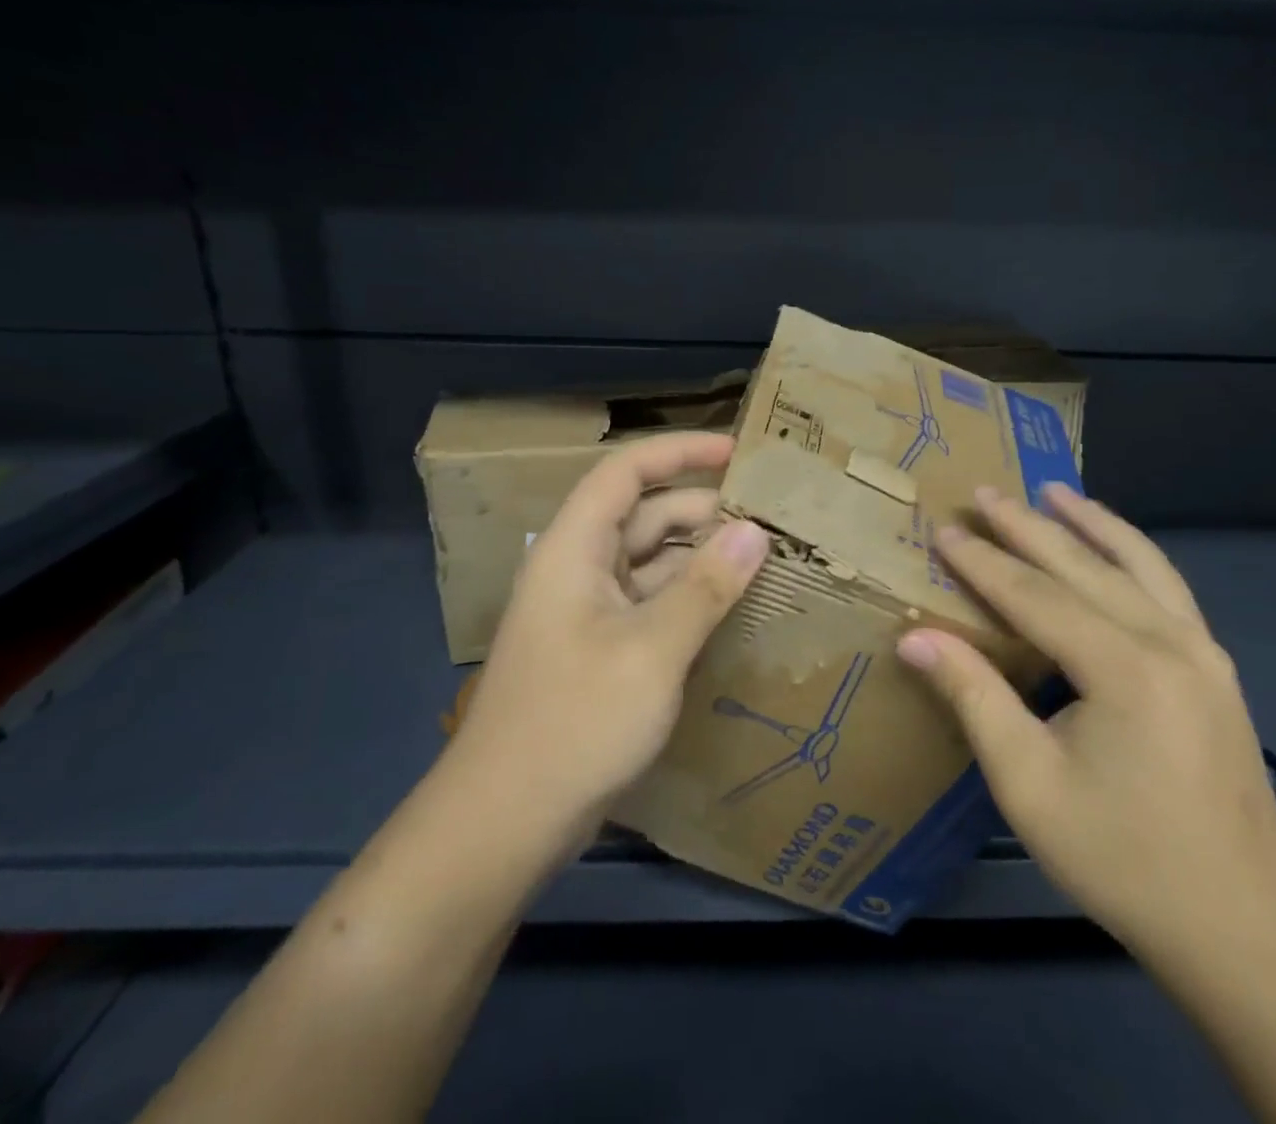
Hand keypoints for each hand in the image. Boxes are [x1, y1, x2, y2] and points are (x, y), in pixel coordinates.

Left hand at [446, 432, 768, 846]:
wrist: (505, 822)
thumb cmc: (575, 721)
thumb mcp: (652, 651)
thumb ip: (706, 588)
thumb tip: (755, 533)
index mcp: (576, 549)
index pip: (627, 472)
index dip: (680, 452)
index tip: (738, 452)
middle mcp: (580, 569)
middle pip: (646, 516)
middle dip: (705, 510)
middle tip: (770, 518)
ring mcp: (589, 612)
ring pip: (653, 562)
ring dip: (702, 557)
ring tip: (764, 559)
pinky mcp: (601, 650)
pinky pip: (652, 603)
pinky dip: (690, 597)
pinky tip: (732, 608)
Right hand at [896, 484, 1275, 968]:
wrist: (1244, 926)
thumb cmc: (1123, 858)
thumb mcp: (1029, 784)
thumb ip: (974, 697)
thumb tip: (914, 637)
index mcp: (1123, 668)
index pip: (1034, 594)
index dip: (982, 562)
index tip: (943, 530)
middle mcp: (1169, 641)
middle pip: (1084, 566)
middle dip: (1028, 526)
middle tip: (985, 492)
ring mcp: (1202, 651)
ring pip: (1139, 563)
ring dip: (1091, 522)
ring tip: (1055, 490)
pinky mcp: (1216, 668)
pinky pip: (1167, 587)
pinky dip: (1132, 552)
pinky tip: (1114, 546)